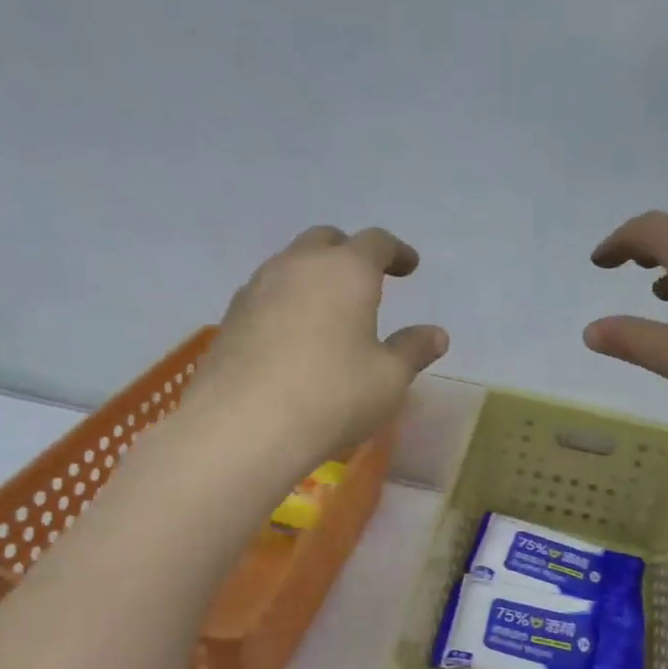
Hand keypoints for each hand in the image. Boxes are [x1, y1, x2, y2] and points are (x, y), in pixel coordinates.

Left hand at [189, 226, 447, 466]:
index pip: (376, 242)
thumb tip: (436, 335)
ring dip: (315, 276)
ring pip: (291, 265)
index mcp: (346, 270)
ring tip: (329, 307)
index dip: (397, 252)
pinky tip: (294, 334)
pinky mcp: (231, 317)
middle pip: (327, 241)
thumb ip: (413, 350)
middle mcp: (298, 266)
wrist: (243, 427)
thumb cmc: (332, 396)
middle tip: (368, 279)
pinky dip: (288, 301)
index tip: (409, 266)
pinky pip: (267, 294)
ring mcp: (257, 288)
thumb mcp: (389, 379)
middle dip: (350, 253)